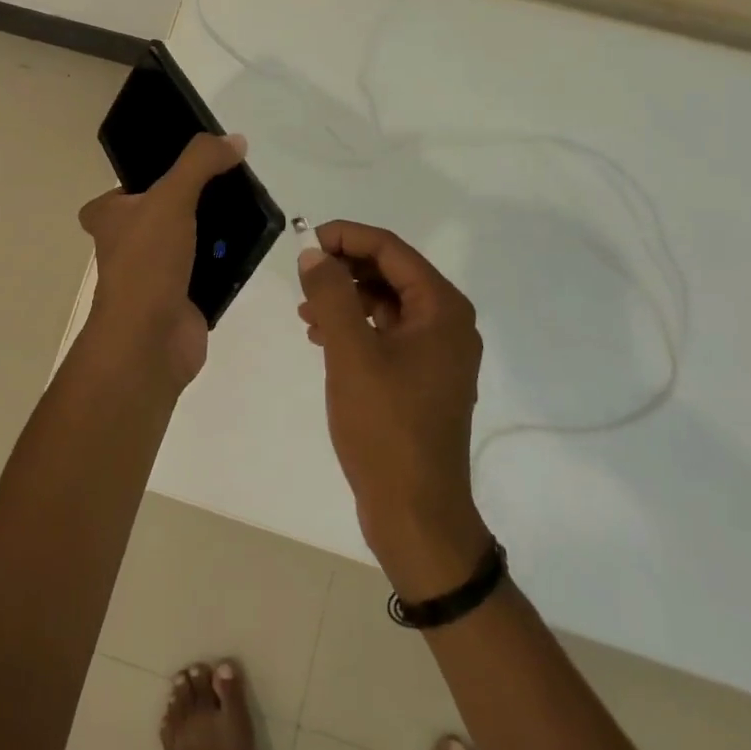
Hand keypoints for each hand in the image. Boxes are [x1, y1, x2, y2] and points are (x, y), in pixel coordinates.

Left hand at [78, 133, 245, 393]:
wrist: (150, 341)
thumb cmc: (147, 262)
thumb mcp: (171, 198)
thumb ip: (200, 163)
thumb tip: (234, 140)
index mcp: (109, 217)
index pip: (126, 186)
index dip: (153, 175)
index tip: (188, 165)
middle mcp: (128, 243)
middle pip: (166, 210)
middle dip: (196, 199)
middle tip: (230, 181)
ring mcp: (155, 272)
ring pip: (190, 238)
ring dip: (215, 229)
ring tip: (249, 207)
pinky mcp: (182, 296)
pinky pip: (209, 268)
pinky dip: (228, 259)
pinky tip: (253, 243)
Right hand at [297, 221, 491, 598]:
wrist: (415, 512)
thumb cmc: (386, 427)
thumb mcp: (351, 354)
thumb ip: (332, 295)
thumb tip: (314, 254)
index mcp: (442, 308)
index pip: (390, 249)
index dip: (346, 237)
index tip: (304, 241)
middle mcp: (448, 322)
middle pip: (391, 273)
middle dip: (344, 269)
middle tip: (302, 277)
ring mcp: (438, 353)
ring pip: (387, 304)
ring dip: (346, 299)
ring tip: (306, 312)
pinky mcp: (423, 378)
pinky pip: (388, 334)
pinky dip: (356, 328)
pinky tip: (323, 338)